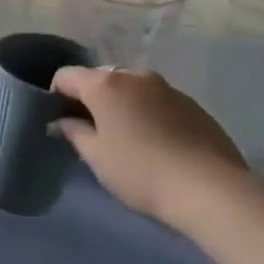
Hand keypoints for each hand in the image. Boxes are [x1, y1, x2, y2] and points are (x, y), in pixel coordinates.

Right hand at [51, 66, 249, 229]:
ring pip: (131, 88)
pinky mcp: (192, 104)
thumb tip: (61, 121)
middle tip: (88, 130)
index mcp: (105, 84)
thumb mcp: (94, 155)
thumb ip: (73, 132)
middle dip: (89, 98)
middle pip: (100, 78)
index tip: (57, 120)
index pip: (66, 76)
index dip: (55, 95)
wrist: (208, 188)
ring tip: (122, 136)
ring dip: (120, 104)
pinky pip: (156, 100)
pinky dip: (146, 112)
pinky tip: (153, 142)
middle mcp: (135, 76)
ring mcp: (167, 87)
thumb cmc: (138, 170)